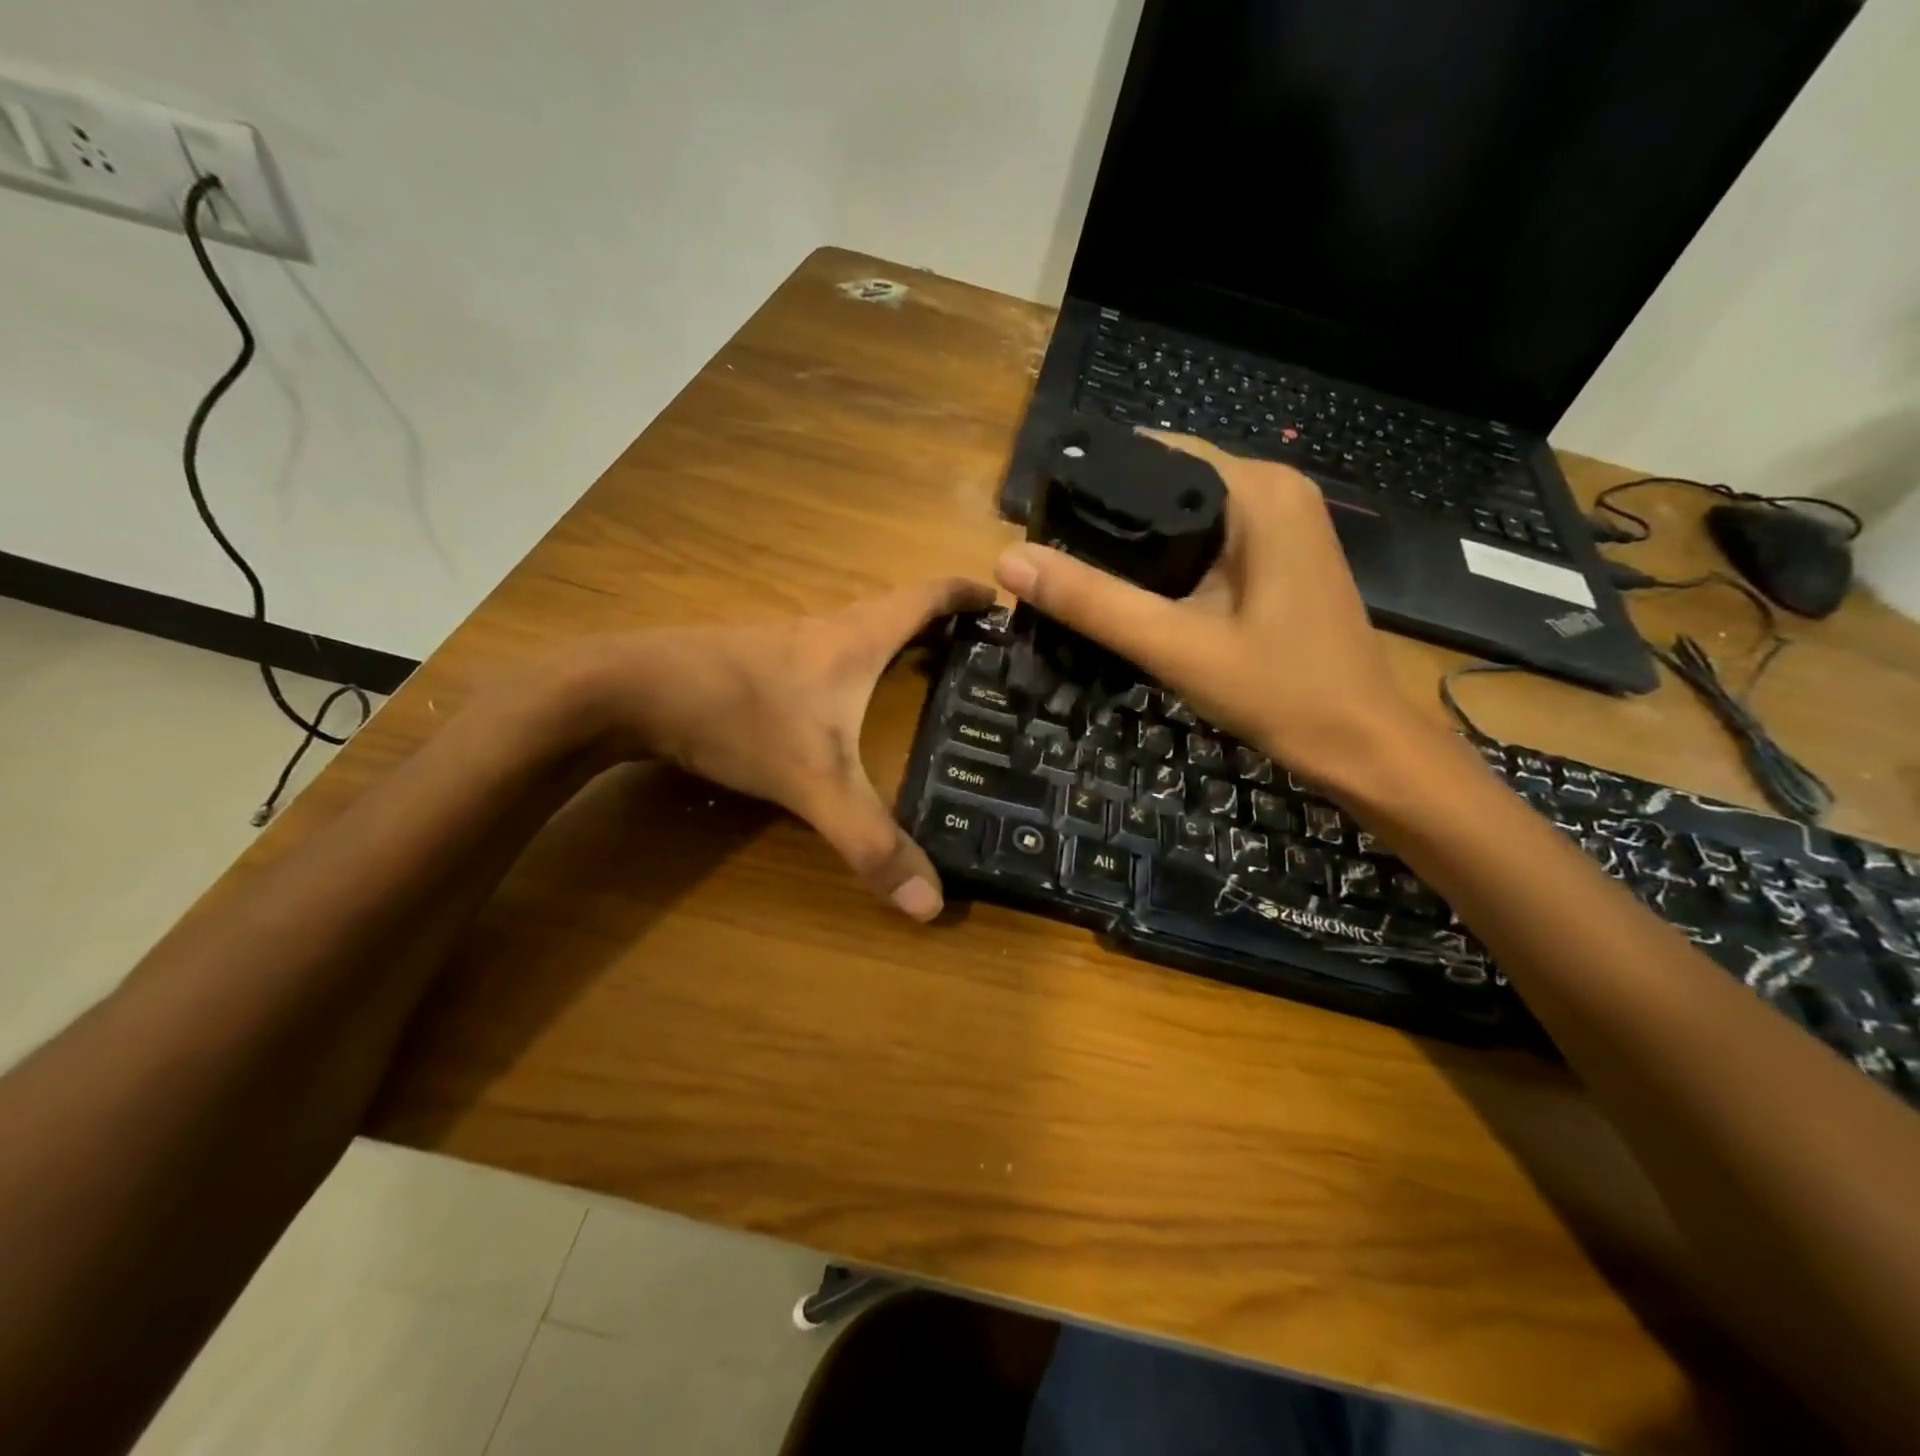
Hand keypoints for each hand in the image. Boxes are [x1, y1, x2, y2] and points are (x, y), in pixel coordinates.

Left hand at [564, 577, 993, 920]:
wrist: (625, 689)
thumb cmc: (734, 715)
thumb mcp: (811, 781)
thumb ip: (869, 840)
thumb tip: (931, 904)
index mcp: (855, 639)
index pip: (925, 597)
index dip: (965, 593)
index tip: (1000, 596)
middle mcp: (825, 630)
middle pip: (895, 610)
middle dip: (940, 623)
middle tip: (977, 653)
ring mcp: (785, 643)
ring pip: (856, 632)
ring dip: (894, 642)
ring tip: (927, 675)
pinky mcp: (754, 663)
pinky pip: (824, 655)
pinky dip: (854, 666)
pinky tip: (847, 702)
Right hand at [993, 432, 1423, 784]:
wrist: (1360, 744)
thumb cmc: (1280, 692)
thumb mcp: (1176, 646)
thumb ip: (1093, 602)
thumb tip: (1008, 559)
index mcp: (1258, 491)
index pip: (1152, 454)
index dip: (1091, 483)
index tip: (1038, 520)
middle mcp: (1274, 490)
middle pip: (1166, 481)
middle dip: (1107, 517)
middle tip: (1047, 558)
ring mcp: (1282, 522)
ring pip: (1184, 513)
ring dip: (1134, 542)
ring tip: (1073, 574)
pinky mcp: (1279, 555)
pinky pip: (1206, 539)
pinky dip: (1166, 560)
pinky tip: (1130, 592)